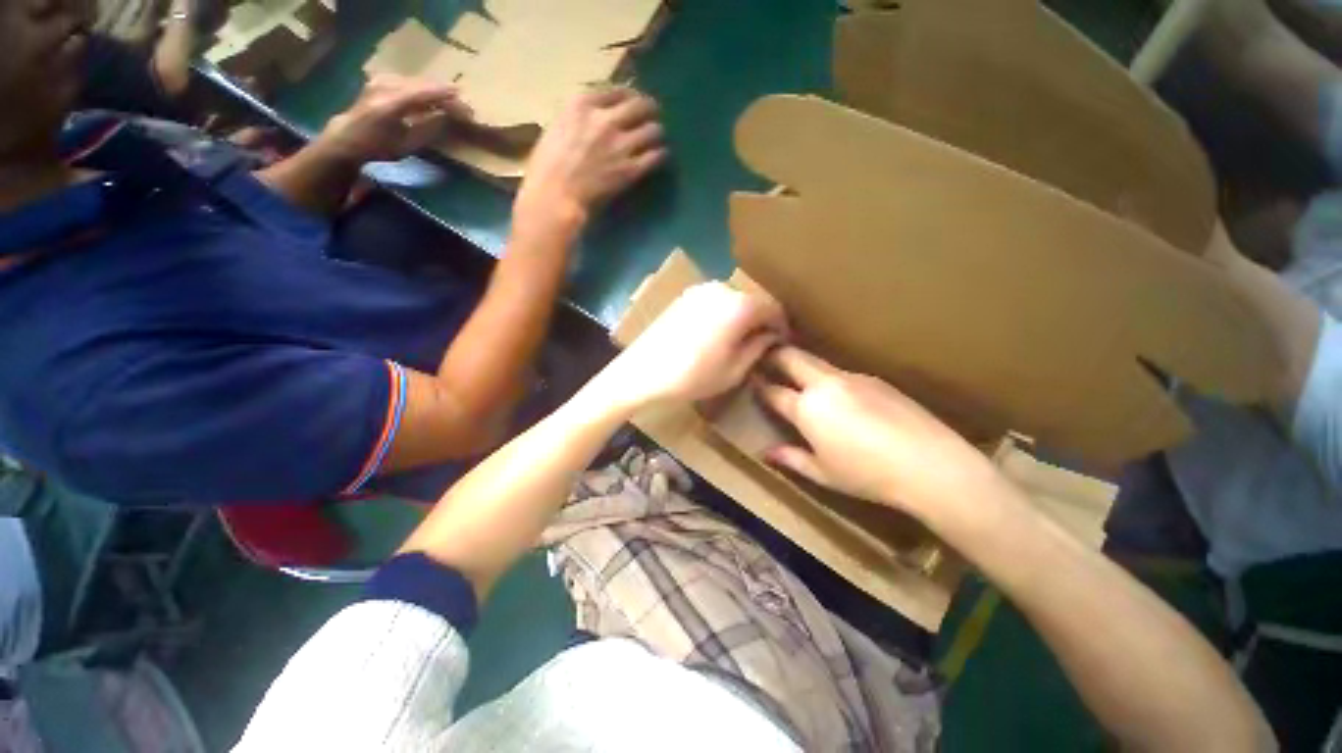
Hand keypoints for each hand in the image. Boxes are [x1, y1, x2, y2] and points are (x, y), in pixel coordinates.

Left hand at [315, 74, 471, 164]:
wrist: (349, 137)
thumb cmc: (380, 147)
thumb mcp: (409, 144)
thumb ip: (429, 128)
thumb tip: (448, 116)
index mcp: (392, 103)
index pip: (426, 93)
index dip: (448, 98)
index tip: (468, 108)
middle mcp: (386, 85)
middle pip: (423, 84)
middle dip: (446, 94)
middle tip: (464, 107)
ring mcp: (382, 79)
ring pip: (418, 81)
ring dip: (436, 91)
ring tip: (453, 103)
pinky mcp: (382, 78)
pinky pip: (410, 81)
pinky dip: (424, 89)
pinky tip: (433, 98)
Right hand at [515, 87, 666, 230]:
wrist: (556, 196)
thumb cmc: (546, 168)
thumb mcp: (556, 129)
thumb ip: (578, 120)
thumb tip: (591, 120)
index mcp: (582, 105)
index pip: (617, 91)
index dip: (630, 96)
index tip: (634, 101)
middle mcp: (605, 119)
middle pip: (640, 105)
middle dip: (649, 109)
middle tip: (653, 115)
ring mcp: (620, 145)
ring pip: (653, 130)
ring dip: (657, 132)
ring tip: (658, 137)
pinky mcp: (630, 169)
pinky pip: (655, 156)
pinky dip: (660, 154)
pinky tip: (661, 155)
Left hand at [605, 282, 786, 409]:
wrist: (642, 373)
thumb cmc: (693, 377)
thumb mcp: (734, 369)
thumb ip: (759, 347)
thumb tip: (772, 336)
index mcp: (739, 305)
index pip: (773, 309)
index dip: (781, 326)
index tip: (782, 343)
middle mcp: (721, 289)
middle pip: (752, 302)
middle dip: (760, 321)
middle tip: (761, 344)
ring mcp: (699, 290)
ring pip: (732, 300)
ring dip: (741, 317)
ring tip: (738, 341)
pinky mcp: (683, 296)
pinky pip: (714, 302)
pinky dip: (722, 314)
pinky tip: (716, 334)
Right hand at [754, 347, 1001, 515]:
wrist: (930, 465)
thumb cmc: (867, 475)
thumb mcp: (822, 474)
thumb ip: (791, 459)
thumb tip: (767, 453)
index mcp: (807, 409)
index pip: (774, 391)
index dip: (759, 386)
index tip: (751, 380)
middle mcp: (826, 385)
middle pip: (792, 357)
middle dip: (775, 354)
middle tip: (766, 357)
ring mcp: (853, 378)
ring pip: (818, 362)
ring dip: (803, 365)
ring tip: (799, 375)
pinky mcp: (876, 380)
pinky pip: (843, 374)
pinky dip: (830, 379)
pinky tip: (840, 397)